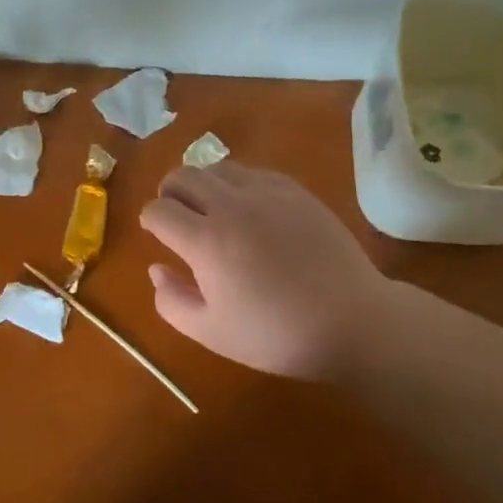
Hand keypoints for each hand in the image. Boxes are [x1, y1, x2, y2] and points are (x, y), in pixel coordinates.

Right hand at [139, 162, 409, 379]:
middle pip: (182, 176)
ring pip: (217, 168)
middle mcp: (230, 206)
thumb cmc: (276, 335)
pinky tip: (249, 208)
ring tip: (211, 208)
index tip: (157, 233)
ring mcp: (266, 192)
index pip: (159, 210)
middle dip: (169, 192)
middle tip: (176, 214)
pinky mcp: (294, 190)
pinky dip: (237, 183)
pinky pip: (252, 172)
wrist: (351, 320)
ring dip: (203, 184)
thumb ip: (172, 301)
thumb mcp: (212, 333)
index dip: (150, 220)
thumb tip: (155, 268)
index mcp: (206, 241)